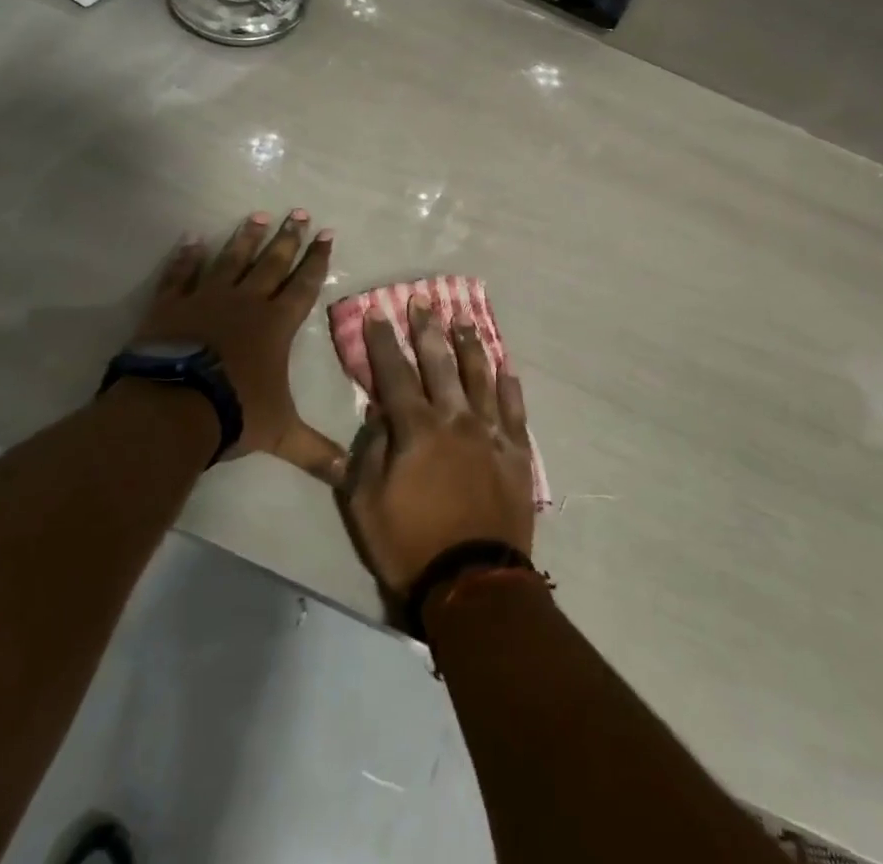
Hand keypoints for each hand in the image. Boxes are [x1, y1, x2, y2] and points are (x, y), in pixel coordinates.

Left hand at [137, 211, 345, 482]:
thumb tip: (350, 477)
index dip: (317, 260)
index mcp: (276, 324)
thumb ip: (315, 451)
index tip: (327, 234)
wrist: (172, 407)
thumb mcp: (280, 434)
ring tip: (258, 214)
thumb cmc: (234, 412)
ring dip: (246, 237)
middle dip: (288, 237)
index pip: (304, 285)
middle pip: (272, 262)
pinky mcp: (171, 304)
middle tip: (299, 212)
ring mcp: (207, 298)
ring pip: (232, 259)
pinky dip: (187, 256)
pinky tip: (192, 238)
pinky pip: (181, 273)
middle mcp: (247, 302)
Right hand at [340, 296, 535, 597]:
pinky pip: (513, 409)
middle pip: (439, 363)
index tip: (379, 312)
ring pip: (479, 376)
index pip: (395, 374)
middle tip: (423, 301)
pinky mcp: (515, 452)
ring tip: (463, 320)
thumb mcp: (366, 503)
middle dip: (427, 329)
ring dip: (470, 345)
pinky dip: (509, 385)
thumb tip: (379, 413)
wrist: (473, 581)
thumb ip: (371, 451)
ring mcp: (490, 433)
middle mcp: (455, 418)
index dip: (384, 342)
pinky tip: (506, 365)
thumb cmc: (409, 544)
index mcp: (417, 429)